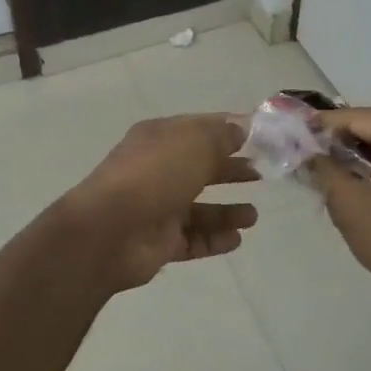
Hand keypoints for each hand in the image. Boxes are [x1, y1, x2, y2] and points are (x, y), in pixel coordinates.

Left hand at [65, 115, 260, 289]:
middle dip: (229, 170)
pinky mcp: (159, 241)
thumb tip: (240, 128)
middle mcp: (157, 170)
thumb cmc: (155, 174)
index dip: (227, 131)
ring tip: (253, 216)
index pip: (198, 129)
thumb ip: (220, 135)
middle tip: (260, 174)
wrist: (110, 230)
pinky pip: (192, 239)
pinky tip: (237, 239)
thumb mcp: (194, 142)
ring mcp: (156, 208)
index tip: (259, 137)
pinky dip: (214, 239)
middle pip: (199, 168)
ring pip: (198, 208)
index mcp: (159, 139)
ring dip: (226, 211)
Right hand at [308, 108, 370, 294]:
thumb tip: (307, 151)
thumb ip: (323, 167)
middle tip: (313, 152)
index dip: (323, 125)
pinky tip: (366, 178)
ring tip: (335, 166)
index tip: (297, 132)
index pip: (356, 117)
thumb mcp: (347, 200)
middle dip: (345, 139)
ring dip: (367, 152)